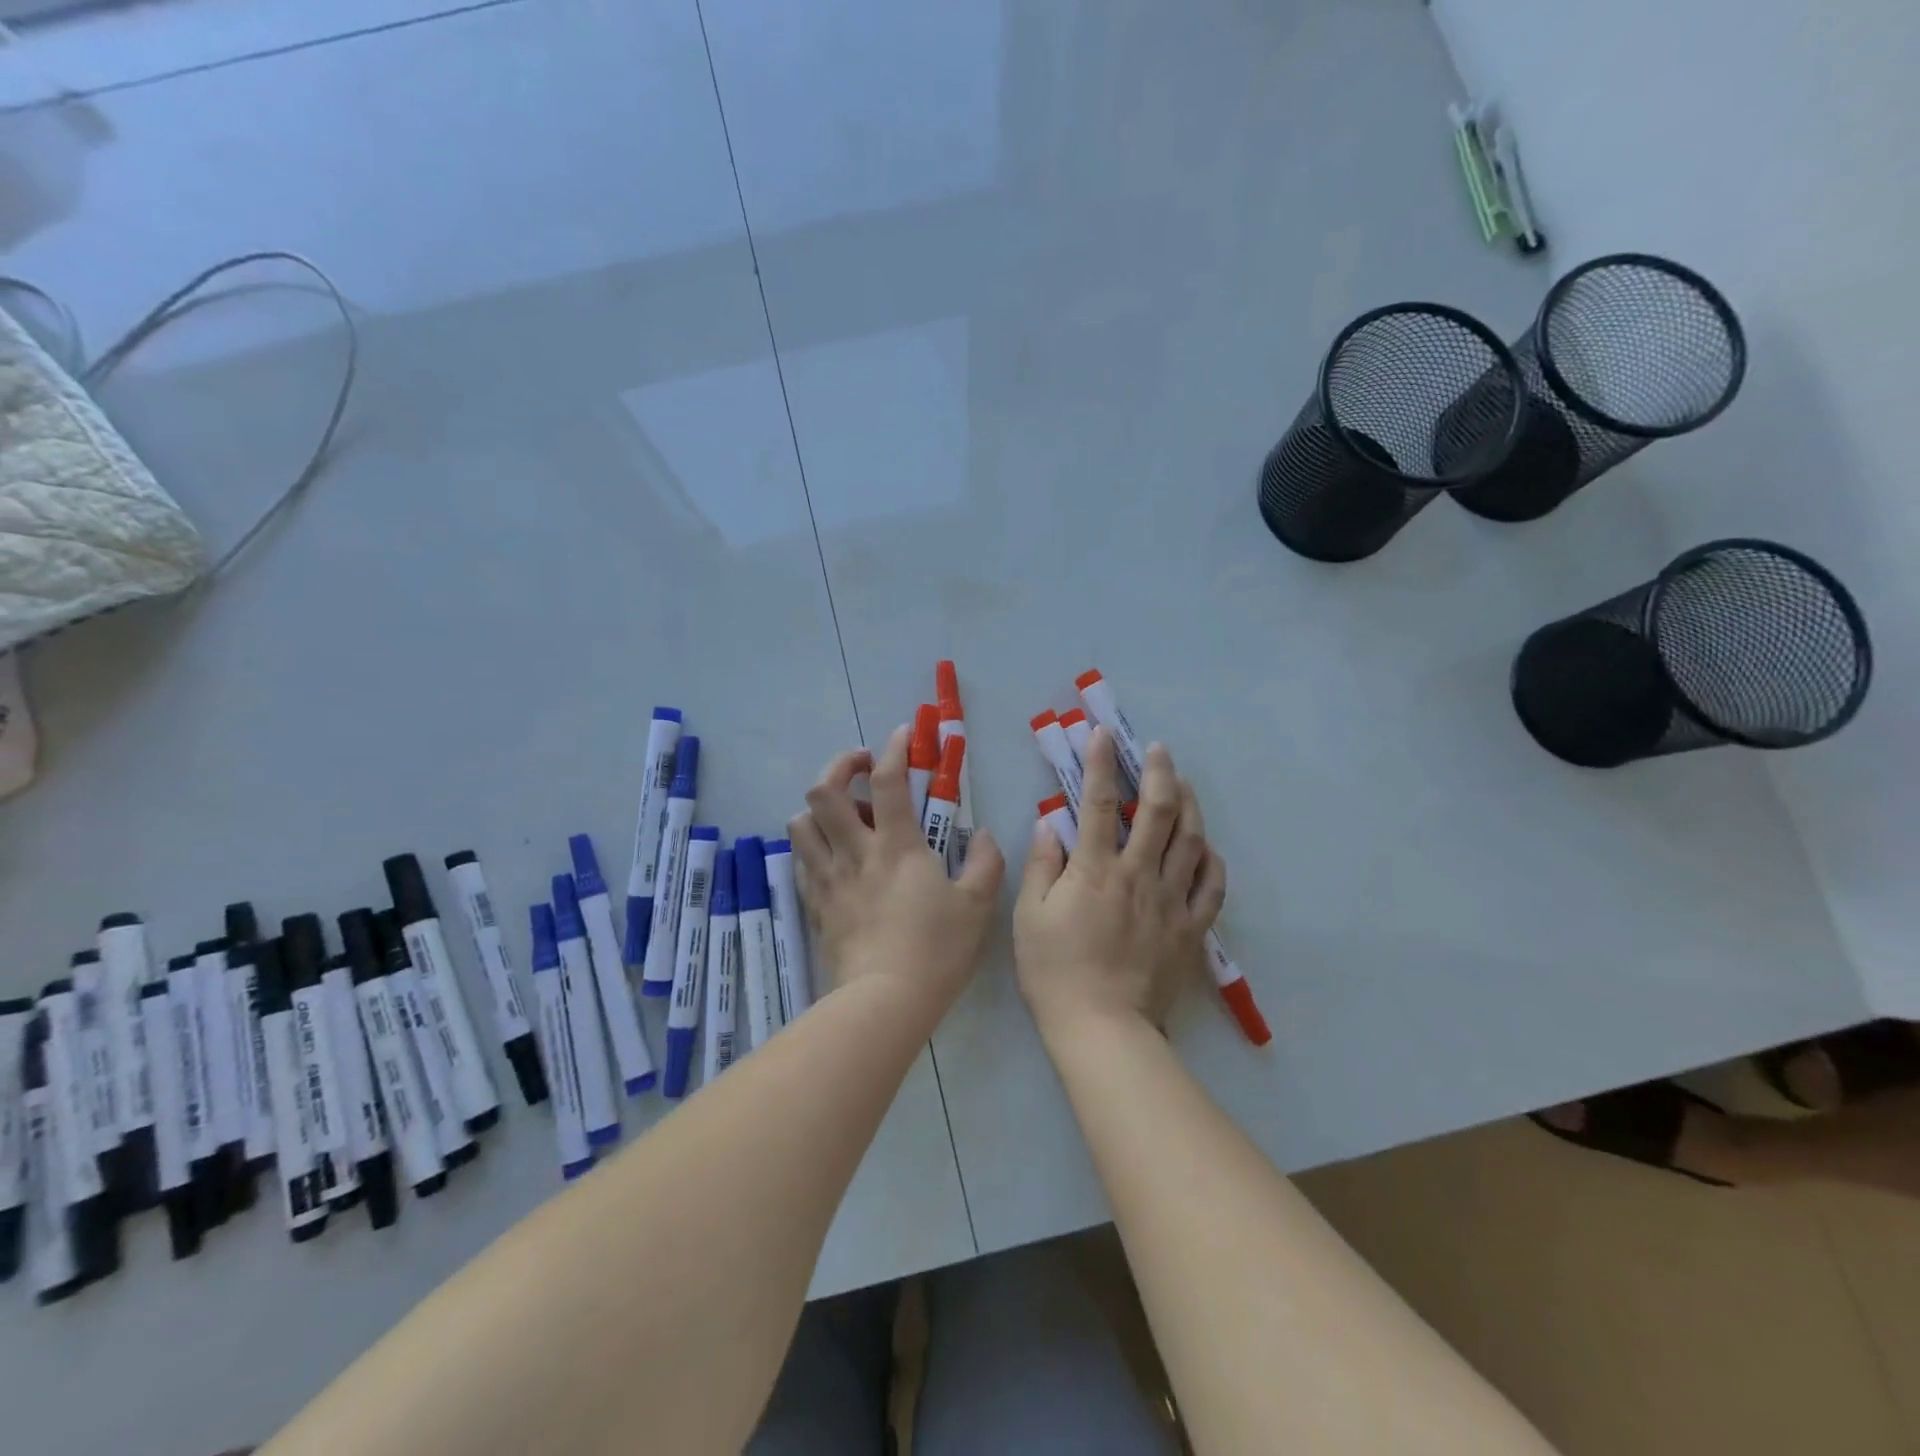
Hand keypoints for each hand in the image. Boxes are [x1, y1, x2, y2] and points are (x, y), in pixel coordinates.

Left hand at [788, 724, 1004, 1014]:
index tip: (903, 734)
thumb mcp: (977, 905)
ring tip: (845, 815)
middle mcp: (855, 852)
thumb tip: (983, 835)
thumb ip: (986, 862)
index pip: (886, 780)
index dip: (892, 748)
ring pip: (800, 822)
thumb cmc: (936, 950)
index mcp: (897, 846)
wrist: (885, 1002)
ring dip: (819, 807)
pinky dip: (813, 845)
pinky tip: (834, 855)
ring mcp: (829, 878)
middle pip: (824, 791)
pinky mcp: (814, 903)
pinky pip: (802, 860)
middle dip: (839, 765)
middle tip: (862, 767)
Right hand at [1014, 726, 1225, 1037]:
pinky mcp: (1191, 929)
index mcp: (1096, 870)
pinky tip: (1207, 847)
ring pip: (1191, 841)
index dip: (1100, 764)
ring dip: (1190, 806)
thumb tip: (1049, 824)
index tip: (1103, 734)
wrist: (1103, 1029)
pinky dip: (1212, 860)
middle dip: (1159, 772)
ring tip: (1185, 784)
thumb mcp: (1030, 916)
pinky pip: (1211, 887)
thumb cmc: (1056, 971)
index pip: (1100, 804)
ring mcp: (1171, 901)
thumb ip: (1041, 865)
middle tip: (1159, 749)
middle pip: (1159, 812)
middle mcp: (1139, 875)